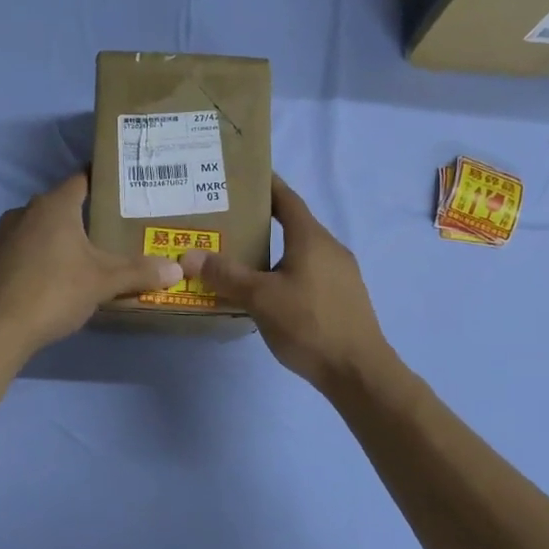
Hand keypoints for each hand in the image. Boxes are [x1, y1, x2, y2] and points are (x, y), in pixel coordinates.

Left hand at [0, 172, 182, 355]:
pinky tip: (60, 276)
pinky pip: (28, 248)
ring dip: (65, 237)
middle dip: (89, 214)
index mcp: (54, 205)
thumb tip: (177, 269)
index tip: (127, 189)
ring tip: (93, 253)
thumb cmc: (53, 292)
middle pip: (64, 204)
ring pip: (44, 227)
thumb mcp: (103, 282)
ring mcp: (5, 235)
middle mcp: (26, 211)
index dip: (105, 182)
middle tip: (118, 227)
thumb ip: (139, 272)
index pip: (83, 179)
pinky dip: (46, 255)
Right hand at [179, 175, 396, 393]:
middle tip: (228, 223)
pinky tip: (270, 292)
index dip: (266, 185)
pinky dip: (287, 271)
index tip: (242, 177)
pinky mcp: (344, 297)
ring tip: (243, 259)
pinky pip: (310, 272)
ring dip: (275, 250)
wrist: (359, 372)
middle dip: (262, 221)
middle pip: (294, 224)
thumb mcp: (260, 298)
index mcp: (312, 238)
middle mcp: (330, 248)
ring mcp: (342, 274)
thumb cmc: (309, 324)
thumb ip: (226, 275)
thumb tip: (190, 255)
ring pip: (302, 252)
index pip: (286, 199)